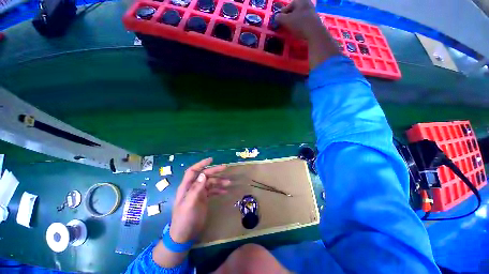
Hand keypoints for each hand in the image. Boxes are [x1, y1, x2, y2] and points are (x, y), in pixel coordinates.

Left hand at [169, 158, 230, 242]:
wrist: (184, 235)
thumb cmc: (184, 219)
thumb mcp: (189, 204)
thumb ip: (196, 189)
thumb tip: (204, 174)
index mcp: (187, 186)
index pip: (193, 171)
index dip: (201, 164)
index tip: (211, 159)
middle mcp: (193, 187)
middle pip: (204, 175)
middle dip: (214, 171)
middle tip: (225, 167)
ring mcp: (199, 193)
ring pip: (210, 183)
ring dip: (219, 181)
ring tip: (229, 183)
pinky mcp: (203, 199)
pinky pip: (212, 191)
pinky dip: (218, 190)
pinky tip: (225, 192)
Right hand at [275, 0, 340, 68]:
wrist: (315, 32)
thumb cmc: (300, 24)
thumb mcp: (286, 20)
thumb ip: (279, 18)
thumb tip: (276, 17)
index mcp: (300, 0)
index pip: (287, 6)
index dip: (282, 14)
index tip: (279, 22)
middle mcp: (307, 3)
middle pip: (294, 11)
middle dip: (288, 18)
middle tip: (285, 25)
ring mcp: (312, 11)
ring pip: (299, 16)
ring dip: (294, 22)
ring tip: (291, 29)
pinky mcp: (315, 19)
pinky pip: (304, 21)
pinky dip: (300, 25)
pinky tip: (298, 31)